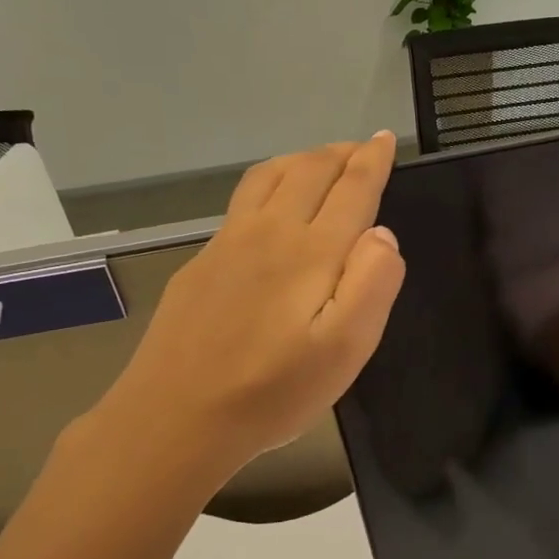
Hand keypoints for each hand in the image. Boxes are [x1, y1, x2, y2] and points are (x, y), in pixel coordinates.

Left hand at [95, 132, 405, 488]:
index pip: (351, 188)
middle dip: (340, 153)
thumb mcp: (345, 349)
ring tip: (322, 161)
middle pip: (308, 171)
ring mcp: (227, 244)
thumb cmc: (273, 391)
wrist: (174, 419)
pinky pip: (243, 201)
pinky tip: (272, 205)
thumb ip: (372, 283)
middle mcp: (269, 233)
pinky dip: (271, 183)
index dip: (372, 161)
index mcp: (310, 251)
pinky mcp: (201, 263)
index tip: (384, 139)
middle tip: (362, 148)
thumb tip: (382, 233)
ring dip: (302, 160)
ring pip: (268, 177)